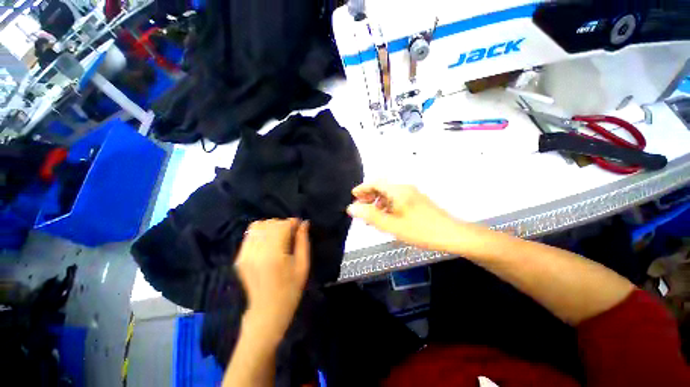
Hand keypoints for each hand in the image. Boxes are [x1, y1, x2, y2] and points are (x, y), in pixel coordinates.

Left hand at [234, 219, 309, 341]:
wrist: (267, 311)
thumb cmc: (291, 289)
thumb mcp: (303, 264)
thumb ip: (303, 241)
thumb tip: (304, 223)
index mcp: (274, 255)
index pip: (282, 226)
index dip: (292, 223)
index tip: (299, 227)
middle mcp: (256, 252)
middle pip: (269, 224)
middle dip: (283, 224)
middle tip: (291, 234)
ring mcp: (245, 255)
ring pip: (257, 226)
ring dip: (271, 227)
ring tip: (279, 237)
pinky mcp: (239, 258)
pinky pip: (249, 235)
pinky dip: (260, 233)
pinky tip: (268, 243)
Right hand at [347, 181, 466, 252]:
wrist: (451, 235)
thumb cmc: (420, 230)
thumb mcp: (392, 225)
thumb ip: (370, 216)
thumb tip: (352, 208)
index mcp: (398, 190)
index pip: (376, 183)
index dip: (363, 188)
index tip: (353, 196)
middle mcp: (405, 189)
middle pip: (382, 188)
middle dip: (369, 196)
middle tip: (360, 207)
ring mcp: (412, 195)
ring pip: (389, 195)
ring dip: (378, 203)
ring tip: (371, 216)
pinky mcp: (417, 202)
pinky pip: (397, 200)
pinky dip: (387, 207)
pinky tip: (386, 218)